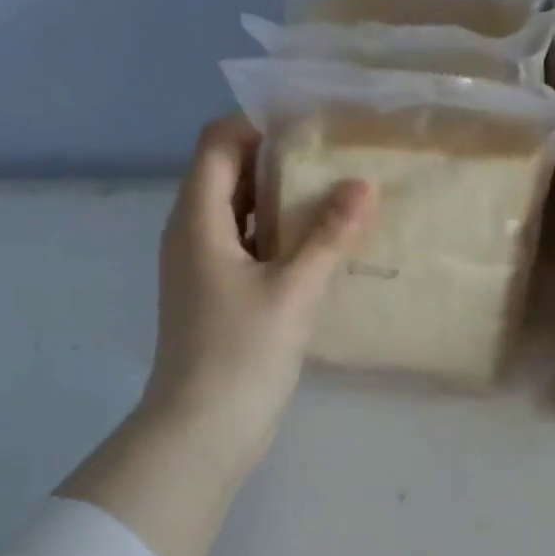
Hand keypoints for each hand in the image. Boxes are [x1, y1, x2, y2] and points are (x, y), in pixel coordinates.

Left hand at [136, 114, 374, 481]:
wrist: (203, 431)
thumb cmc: (241, 353)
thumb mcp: (293, 291)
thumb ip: (328, 236)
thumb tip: (362, 185)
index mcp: (197, 220)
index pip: (218, 144)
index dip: (259, 124)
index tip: (313, 125)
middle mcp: (192, 236)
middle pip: (230, 178)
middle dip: (279, 163)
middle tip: (337, 160)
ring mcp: (203, 271)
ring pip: (242, 219)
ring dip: (283, 206)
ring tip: (338, 201)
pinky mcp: (218, 301)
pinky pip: (248, 253)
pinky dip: (280, 244)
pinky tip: (322, 254)